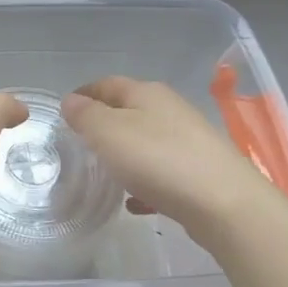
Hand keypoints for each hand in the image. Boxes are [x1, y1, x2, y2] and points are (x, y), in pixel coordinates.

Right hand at [60, 76, 281, 247]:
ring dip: (123, 152)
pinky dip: (143, 181)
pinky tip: (133, 201)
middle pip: (129, 110)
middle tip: (78, 142)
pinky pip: (161, 171)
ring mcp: (189, 141)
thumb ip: (85, 115)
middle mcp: (170, 110)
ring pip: (146, 140)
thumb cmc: (158, 159)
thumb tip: (71, 101)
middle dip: (103, 123)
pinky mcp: (199, 171)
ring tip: (103, 172)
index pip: (107, 83)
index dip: (84, 93)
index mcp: (147, 93)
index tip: (63, 110)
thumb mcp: (108, 132)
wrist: (224, 203)